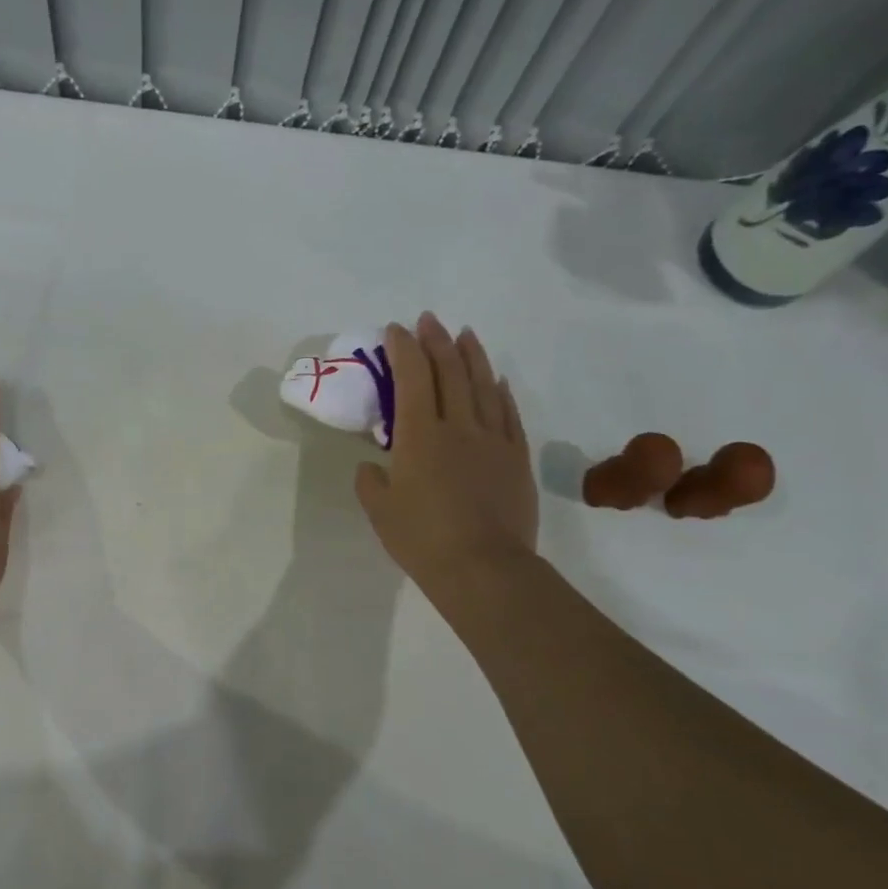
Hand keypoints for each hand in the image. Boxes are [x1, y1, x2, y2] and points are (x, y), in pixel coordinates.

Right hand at [356, 314, 537, 599]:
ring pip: (483, 385)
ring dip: (472, 355)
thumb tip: (374, 467)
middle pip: (449, 371)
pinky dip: (501, 392)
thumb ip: (371, 480)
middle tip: (429, 320)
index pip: (411, 378)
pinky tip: (497, 380)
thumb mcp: (379, 509)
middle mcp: (458, 427)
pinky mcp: (515, 458)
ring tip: (465, 333)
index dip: (403, 349)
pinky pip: (509, 414)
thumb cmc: (422, 538)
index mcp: (419, 436)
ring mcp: (492, 440)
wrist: (483, 568)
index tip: (395, 330)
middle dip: (436, 341)